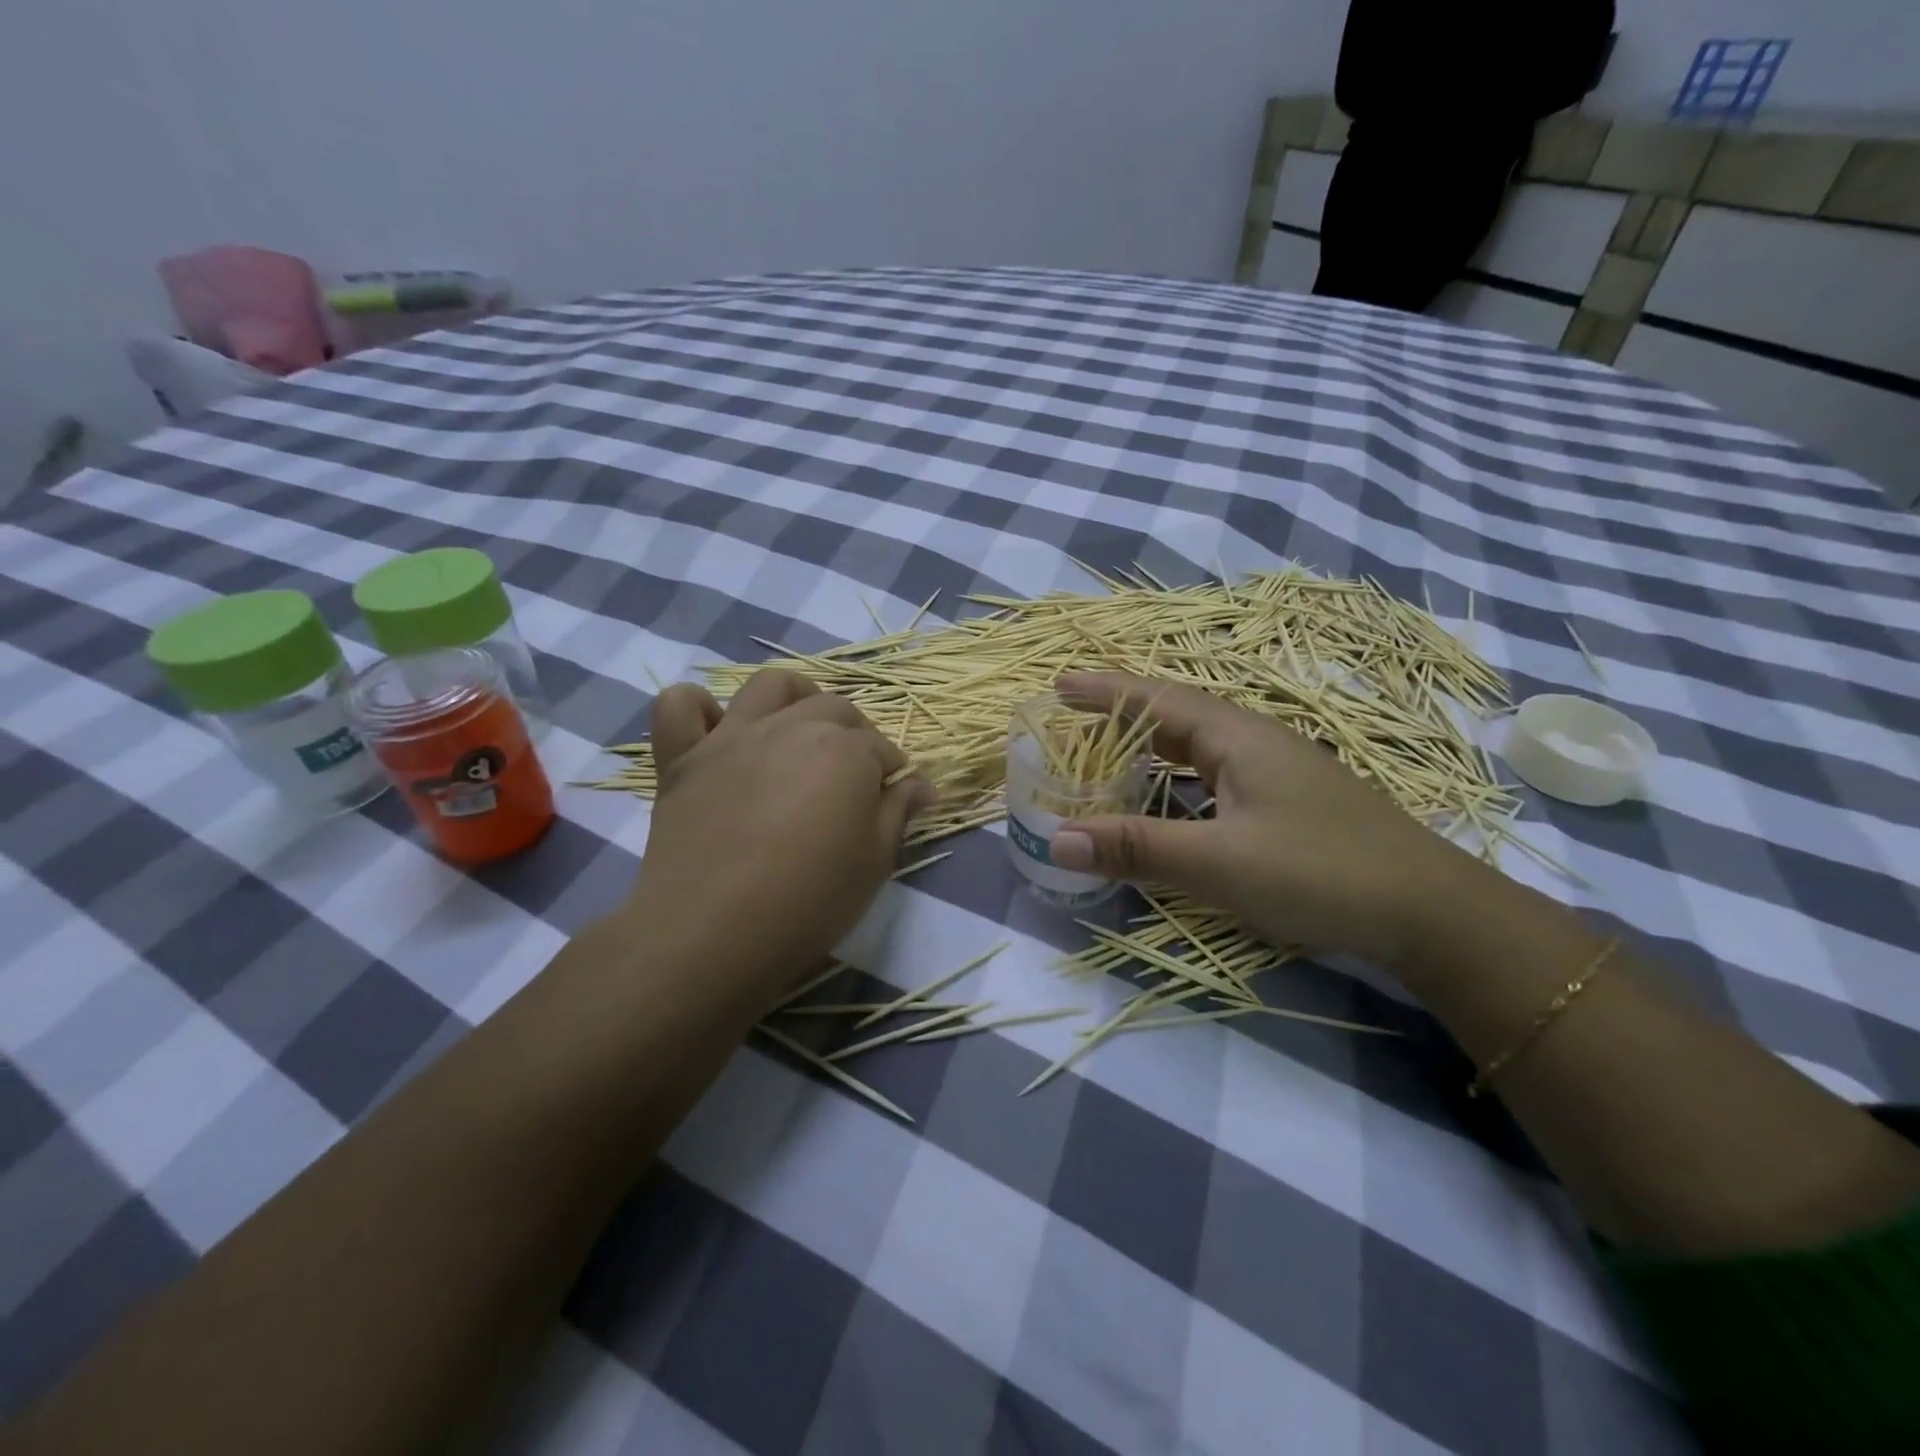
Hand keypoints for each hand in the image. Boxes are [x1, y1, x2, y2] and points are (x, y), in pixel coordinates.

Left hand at [627, 669, 933, 1005]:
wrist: (714, 930)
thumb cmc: (810, 899)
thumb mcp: (875, 862)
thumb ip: (898, 812)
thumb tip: (921, 784)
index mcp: (845, 750)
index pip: (880, 747)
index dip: (891, 771)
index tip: (892, 798)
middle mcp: (792, 726)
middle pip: (833, 708)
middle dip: (854, 733)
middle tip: (853, 775)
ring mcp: (732, 736)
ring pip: (769, 686)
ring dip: (794, 696)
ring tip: (799, 727)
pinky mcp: (682, 757)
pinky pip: (680, 706)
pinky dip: (697, 707)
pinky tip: (715, 729)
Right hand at [1047, 672, 1489, 965]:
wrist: (1432, 911)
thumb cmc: (1321, 872)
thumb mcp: (1219, 863)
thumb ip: (1137, 849)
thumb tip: (1056, 840)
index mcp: (1237, 738)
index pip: (1156, 699)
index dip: (1105, 690)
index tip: (1058, 685)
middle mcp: (1255, 743)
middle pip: (1175, 716)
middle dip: (1121, 714)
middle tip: (1072, 722)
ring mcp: (1278, 772)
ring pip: (1197, 747)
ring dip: (1150, 746)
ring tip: (1108, 755)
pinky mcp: (1289, 803)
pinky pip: (1216, 775)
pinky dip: (1176, 778)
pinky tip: (1170, 800)